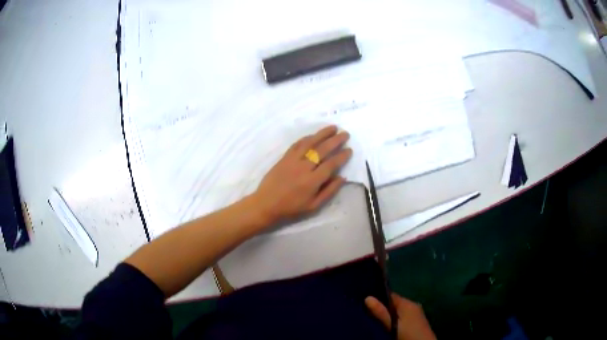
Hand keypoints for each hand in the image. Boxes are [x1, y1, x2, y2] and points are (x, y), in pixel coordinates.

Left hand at [253, 125, 351, 224]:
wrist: (266, 204)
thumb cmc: (291, 208)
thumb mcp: (313, 206)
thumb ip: (329, 191)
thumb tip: (342, 177)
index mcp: (312, 181)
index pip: (331, 164)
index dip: (341, 156)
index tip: (349, 150)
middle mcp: (303, 167)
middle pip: (322, 150)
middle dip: (335, 141)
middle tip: (345, 134)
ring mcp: (292, 160)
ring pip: (310, 143)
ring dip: (322, 134)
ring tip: (333, 128)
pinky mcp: (284, 157)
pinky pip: (297, 144)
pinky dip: (307, 138)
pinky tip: (314, 135)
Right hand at [365, 294, 435, 339]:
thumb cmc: (408, 335)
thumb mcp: (392, 326)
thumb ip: (381, 313)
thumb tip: (367, 297)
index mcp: (407, 303)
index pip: (389, 295)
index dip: (376, 297)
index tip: (362, 301)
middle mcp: (413, 305)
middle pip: (393, 303)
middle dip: (381, 307)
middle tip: (365, 312)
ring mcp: (415, 314)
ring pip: (397, 311)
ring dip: (387, 315)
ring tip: (372, 318)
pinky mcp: (416, 322)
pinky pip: (401, 317)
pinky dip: (393, 319)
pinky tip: (386, 325)